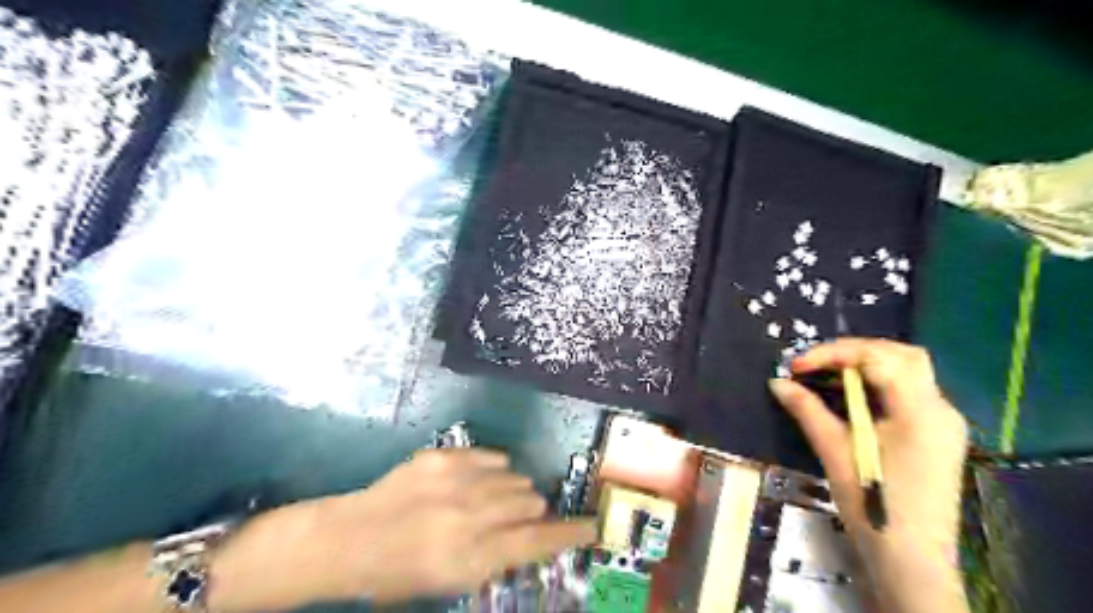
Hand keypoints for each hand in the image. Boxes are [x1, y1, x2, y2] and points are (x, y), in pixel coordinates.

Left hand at [210, 447, 593, 609]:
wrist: (349, 540)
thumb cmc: (399, 575)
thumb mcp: (453, 582)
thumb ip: (497, 557)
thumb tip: (531, 535)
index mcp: (473, 556)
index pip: (537, 541)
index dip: (569, 534)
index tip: (590, 526)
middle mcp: (471, 515)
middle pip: (530, 502)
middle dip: (532, 512)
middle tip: (517, 519)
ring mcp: (456, 480)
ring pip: (515, 477)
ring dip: (513, 491)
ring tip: (492, 501)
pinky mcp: (443, 457)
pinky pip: (491, 456)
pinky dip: (494, 469)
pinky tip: (480, 480)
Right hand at [766, 341, 962, 611]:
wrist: (912, 563)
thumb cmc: (874, 507)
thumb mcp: (835, 453)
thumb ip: (807, 411)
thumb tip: (778, 382)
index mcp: (921, 412)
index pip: (880, 359)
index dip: (835, 354)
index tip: (798, 366)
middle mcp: (940, 410)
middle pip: (902, 356)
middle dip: (855, 351)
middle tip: (817, 362)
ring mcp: (944, 424)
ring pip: (908, 371)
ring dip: (867, 364)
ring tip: (828, 374)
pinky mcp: (937, 437)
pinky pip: (908, 393)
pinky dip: (877, 384)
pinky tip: (851, 397)